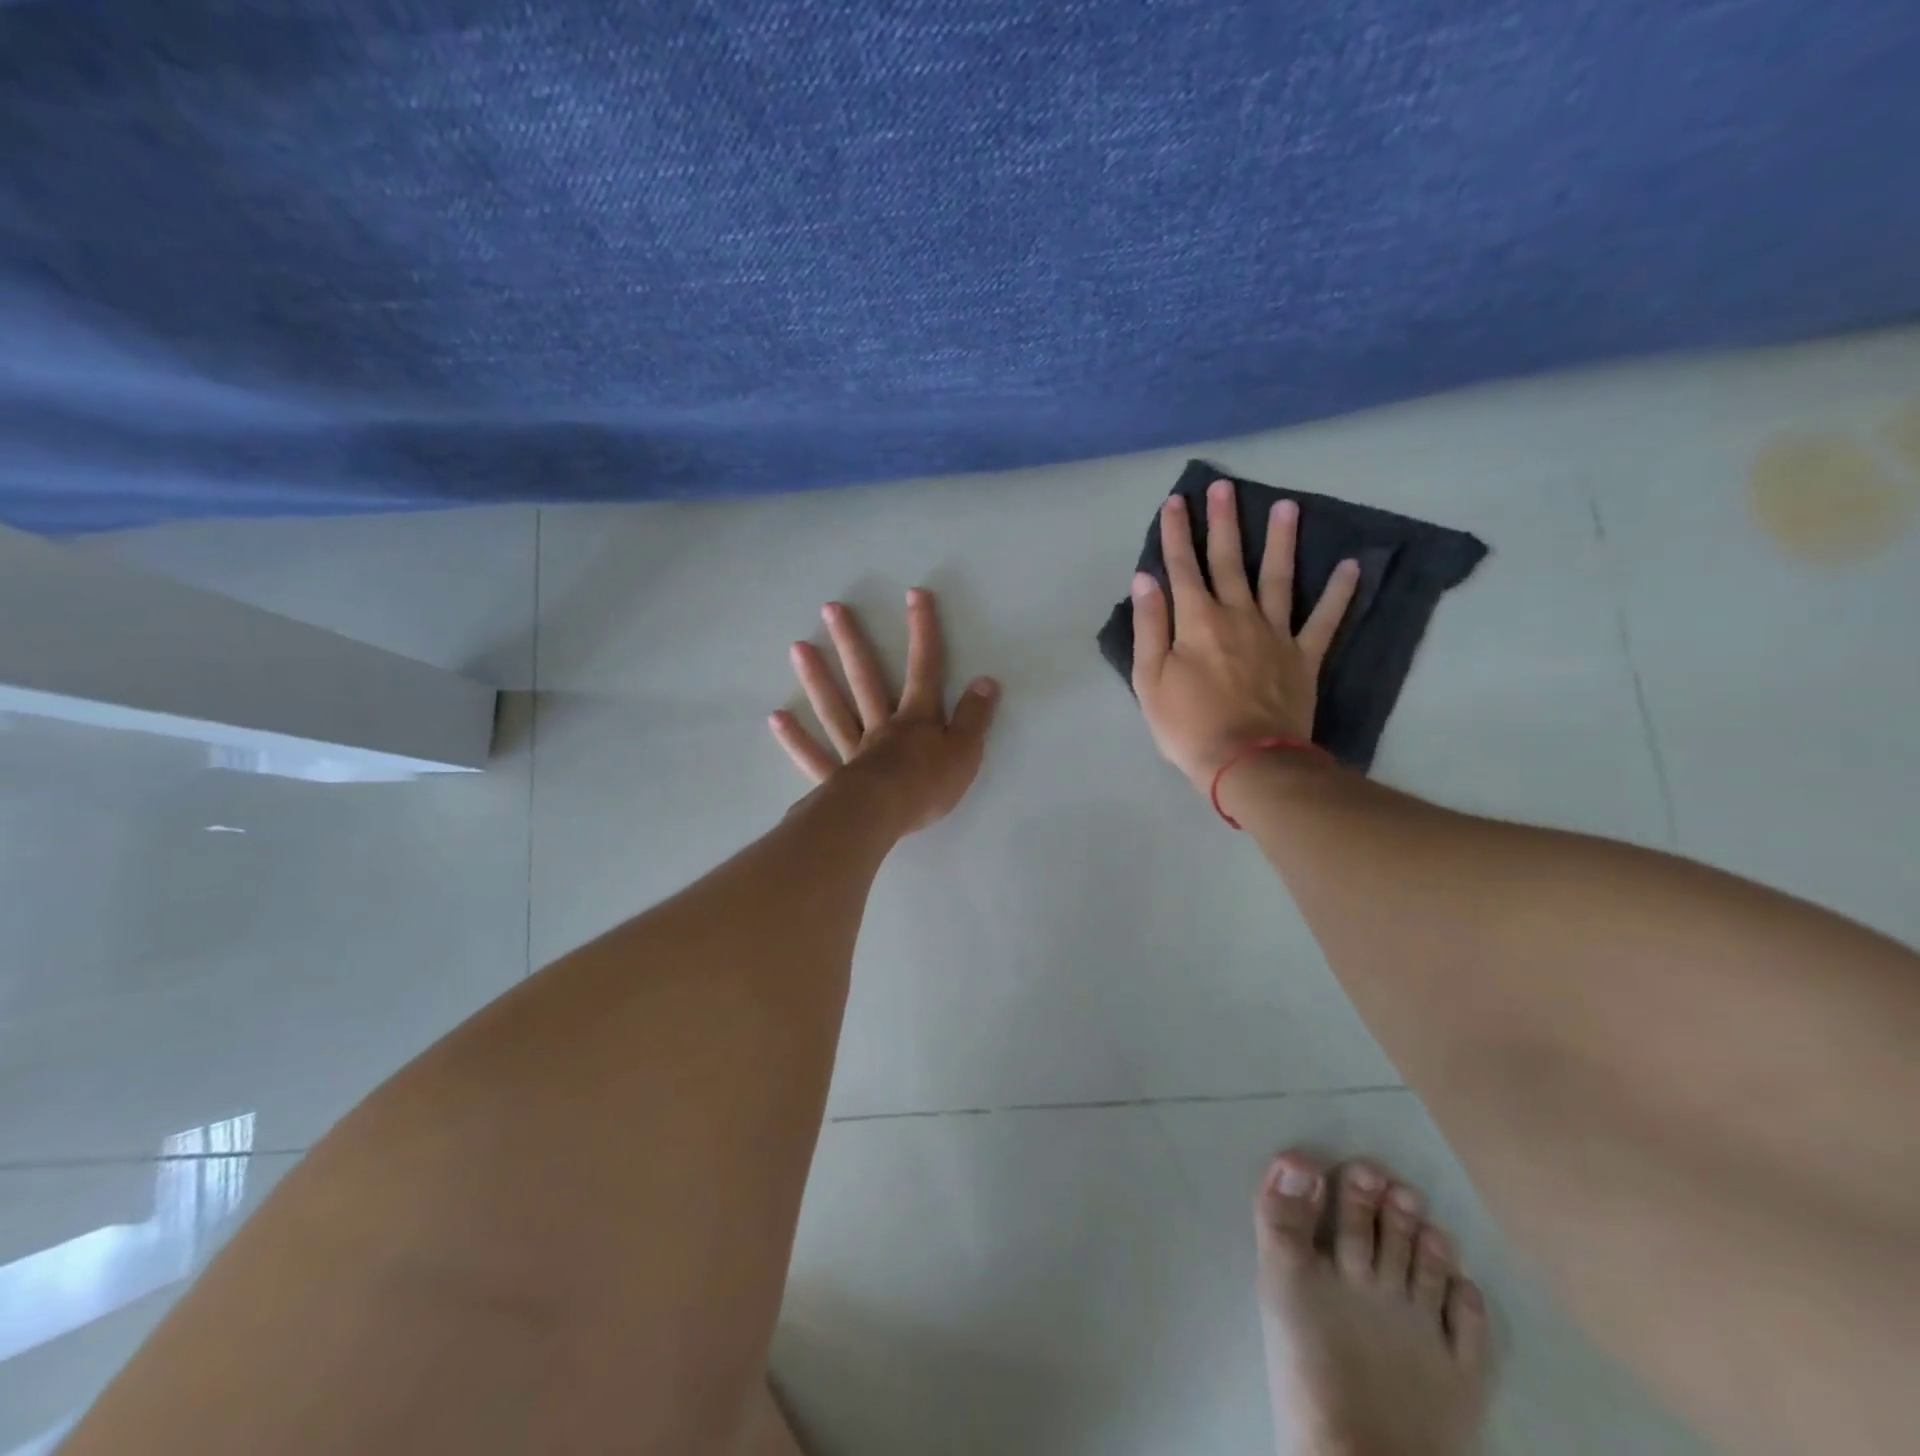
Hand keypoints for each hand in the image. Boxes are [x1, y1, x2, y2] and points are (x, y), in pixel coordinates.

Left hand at [770, 589, 999, 834]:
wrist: (884, 815)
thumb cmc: (928, 785)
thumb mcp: (966, 751)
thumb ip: (975, 717)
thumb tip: (986, 681)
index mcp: (917, 719)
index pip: (924, 668)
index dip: (922, 631)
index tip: (915, 594)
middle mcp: (881, 726)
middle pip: (866, 678)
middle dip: (852, 642)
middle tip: (831, 608)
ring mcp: (854, 751)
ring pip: (834, 709)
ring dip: (817, 678)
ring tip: (797, 647)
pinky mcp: (835, 779)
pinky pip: (813, 756)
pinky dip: (795, 739)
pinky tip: (777, 718)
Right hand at [1131, 478, 1358, 790]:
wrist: (1246, 761)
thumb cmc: (1187, 725)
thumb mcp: (1150, 679)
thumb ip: (1150, 626)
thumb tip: (1145, 579)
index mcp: (1196, 620)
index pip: (1182, 567)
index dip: (1177, 533)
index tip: (1176, 501)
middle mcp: (1237, 615)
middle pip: (1229, 560)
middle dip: (1224, 522)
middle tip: (1224, 487)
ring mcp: (1275, 633)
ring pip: (1279, 577)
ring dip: (1281, 540)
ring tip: (1287, 506)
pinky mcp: (1303, 656)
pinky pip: (1325, 619)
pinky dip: (1340, 593)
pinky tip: (1353, 566)